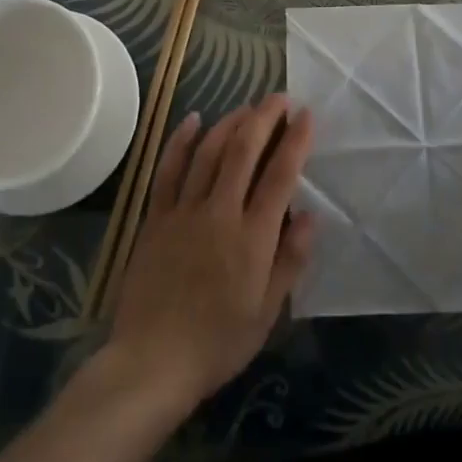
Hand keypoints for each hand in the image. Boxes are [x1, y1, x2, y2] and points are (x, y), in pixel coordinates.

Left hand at [107, 94, 316, 412]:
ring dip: (230, 122)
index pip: (280, 175)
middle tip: (279, 98)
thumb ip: (290, 261)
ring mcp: (184, 211)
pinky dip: (182, 140)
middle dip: (264, 117)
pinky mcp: (156, 217)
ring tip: (247, 106)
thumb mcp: (267, 313)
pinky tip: (194, 120)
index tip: (306, 115)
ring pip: (209, 152)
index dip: (295, 140)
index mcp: (252, 237)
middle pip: (244, 150)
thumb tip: (310, 215)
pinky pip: (169, 169)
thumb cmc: (217, 343)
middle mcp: (219, 212)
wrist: (151, 363)